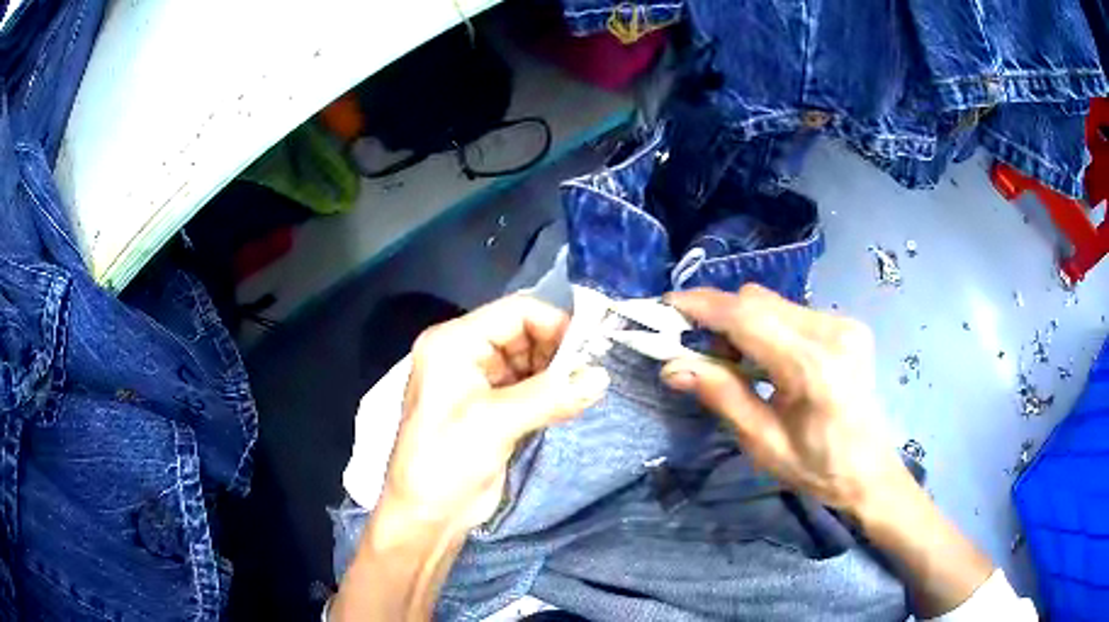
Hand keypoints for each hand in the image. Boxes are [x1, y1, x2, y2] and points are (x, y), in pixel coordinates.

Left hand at [380, 295, 609, 534]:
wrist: (427, 514)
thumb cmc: (447, 461)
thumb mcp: (496, 422)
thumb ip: (551, 395)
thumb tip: (603, 377)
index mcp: (453, 343)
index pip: (514, 312)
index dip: (555, 324)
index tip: (591, 348)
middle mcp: (464, 353)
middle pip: (523, 333)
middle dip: (558, 350)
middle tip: (592, 372)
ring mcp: (477, 381)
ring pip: (528, 360)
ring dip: (556, 373)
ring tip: (584, 388)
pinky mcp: (490, 407)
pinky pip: (527, 386)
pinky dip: (549, 392)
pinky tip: (569, 402)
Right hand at [660, 285, 910, 516]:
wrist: (870, 470)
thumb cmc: (818, 468)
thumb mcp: (763, 443)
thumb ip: (722, 396)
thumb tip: (672, 365)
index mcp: (814, 368)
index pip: (748, 317)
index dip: (702, 306)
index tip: (664, 307)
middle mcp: (832, 332)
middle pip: (758, 301)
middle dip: (718, 318)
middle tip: (697, 354)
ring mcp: (843, 323)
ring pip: (772, 303)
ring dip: (741, 323)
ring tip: (735, 365)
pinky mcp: (846, 324)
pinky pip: (790, 311)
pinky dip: (765, 327)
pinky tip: (765, 360)